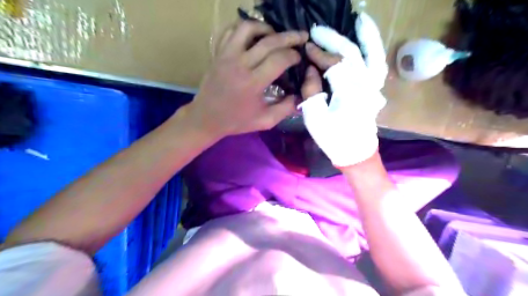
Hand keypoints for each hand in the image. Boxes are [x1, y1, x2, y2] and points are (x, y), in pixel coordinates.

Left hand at [184, 21, 307, 138]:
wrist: (207, 118)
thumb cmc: (236, 121)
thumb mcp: (265, 121)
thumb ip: (285, 109)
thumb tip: (301, 96)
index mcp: (253, 83)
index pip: (279, 59)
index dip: (293, 55)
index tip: (298, 58)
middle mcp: (240, 64)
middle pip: (269, 41)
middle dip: (289, 37)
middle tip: (301, 37)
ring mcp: (226, 55)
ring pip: (248, 28)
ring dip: (266, 28)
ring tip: (275, 36)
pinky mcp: (217, 53)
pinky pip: (230, 31)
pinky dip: (245, 29)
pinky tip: (253, 37)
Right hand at [301, 26, 386, 166]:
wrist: (355, 153)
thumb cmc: (333, 139)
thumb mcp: (315, 118)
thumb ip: (311, 91)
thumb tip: (310, 70)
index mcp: (349, 93)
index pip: (333, 65)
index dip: (318, 54)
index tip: (305, 47)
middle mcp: (365, 85)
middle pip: (351, 55)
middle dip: (332, 41)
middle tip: (316, 31)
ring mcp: (374, 87)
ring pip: (372, 54)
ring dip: (365, 36)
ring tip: (358, 19)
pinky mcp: (375, 90)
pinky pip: (378, 64)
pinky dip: (376, 49)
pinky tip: (369, 39)